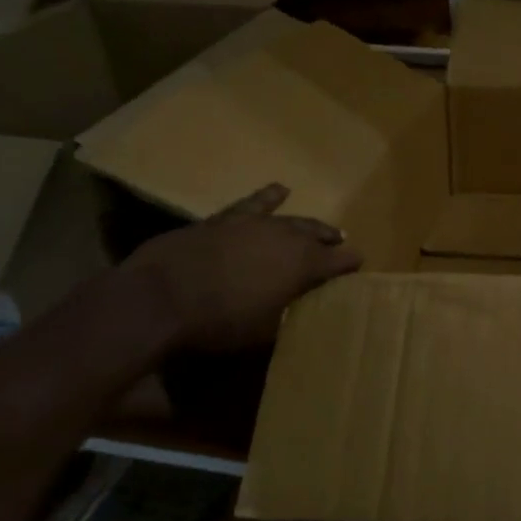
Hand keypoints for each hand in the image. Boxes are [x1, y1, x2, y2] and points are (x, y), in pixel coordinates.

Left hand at [127, 184, 361, 350]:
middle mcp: (286, 238)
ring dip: (309, 225)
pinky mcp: (226, 219)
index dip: (350, 263)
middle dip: (331, 241)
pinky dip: (268, 197)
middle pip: (317, 236)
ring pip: (291, 220)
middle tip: (342, 244)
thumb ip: (287, 315)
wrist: (161, 297)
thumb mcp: (264, 331)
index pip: (338, 261)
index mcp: (303, 266)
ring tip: (321, 227)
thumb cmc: (219, 322)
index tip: (359, 264)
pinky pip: (254, 203)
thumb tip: (297, 311)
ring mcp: (255, 224)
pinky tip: (280, 190)